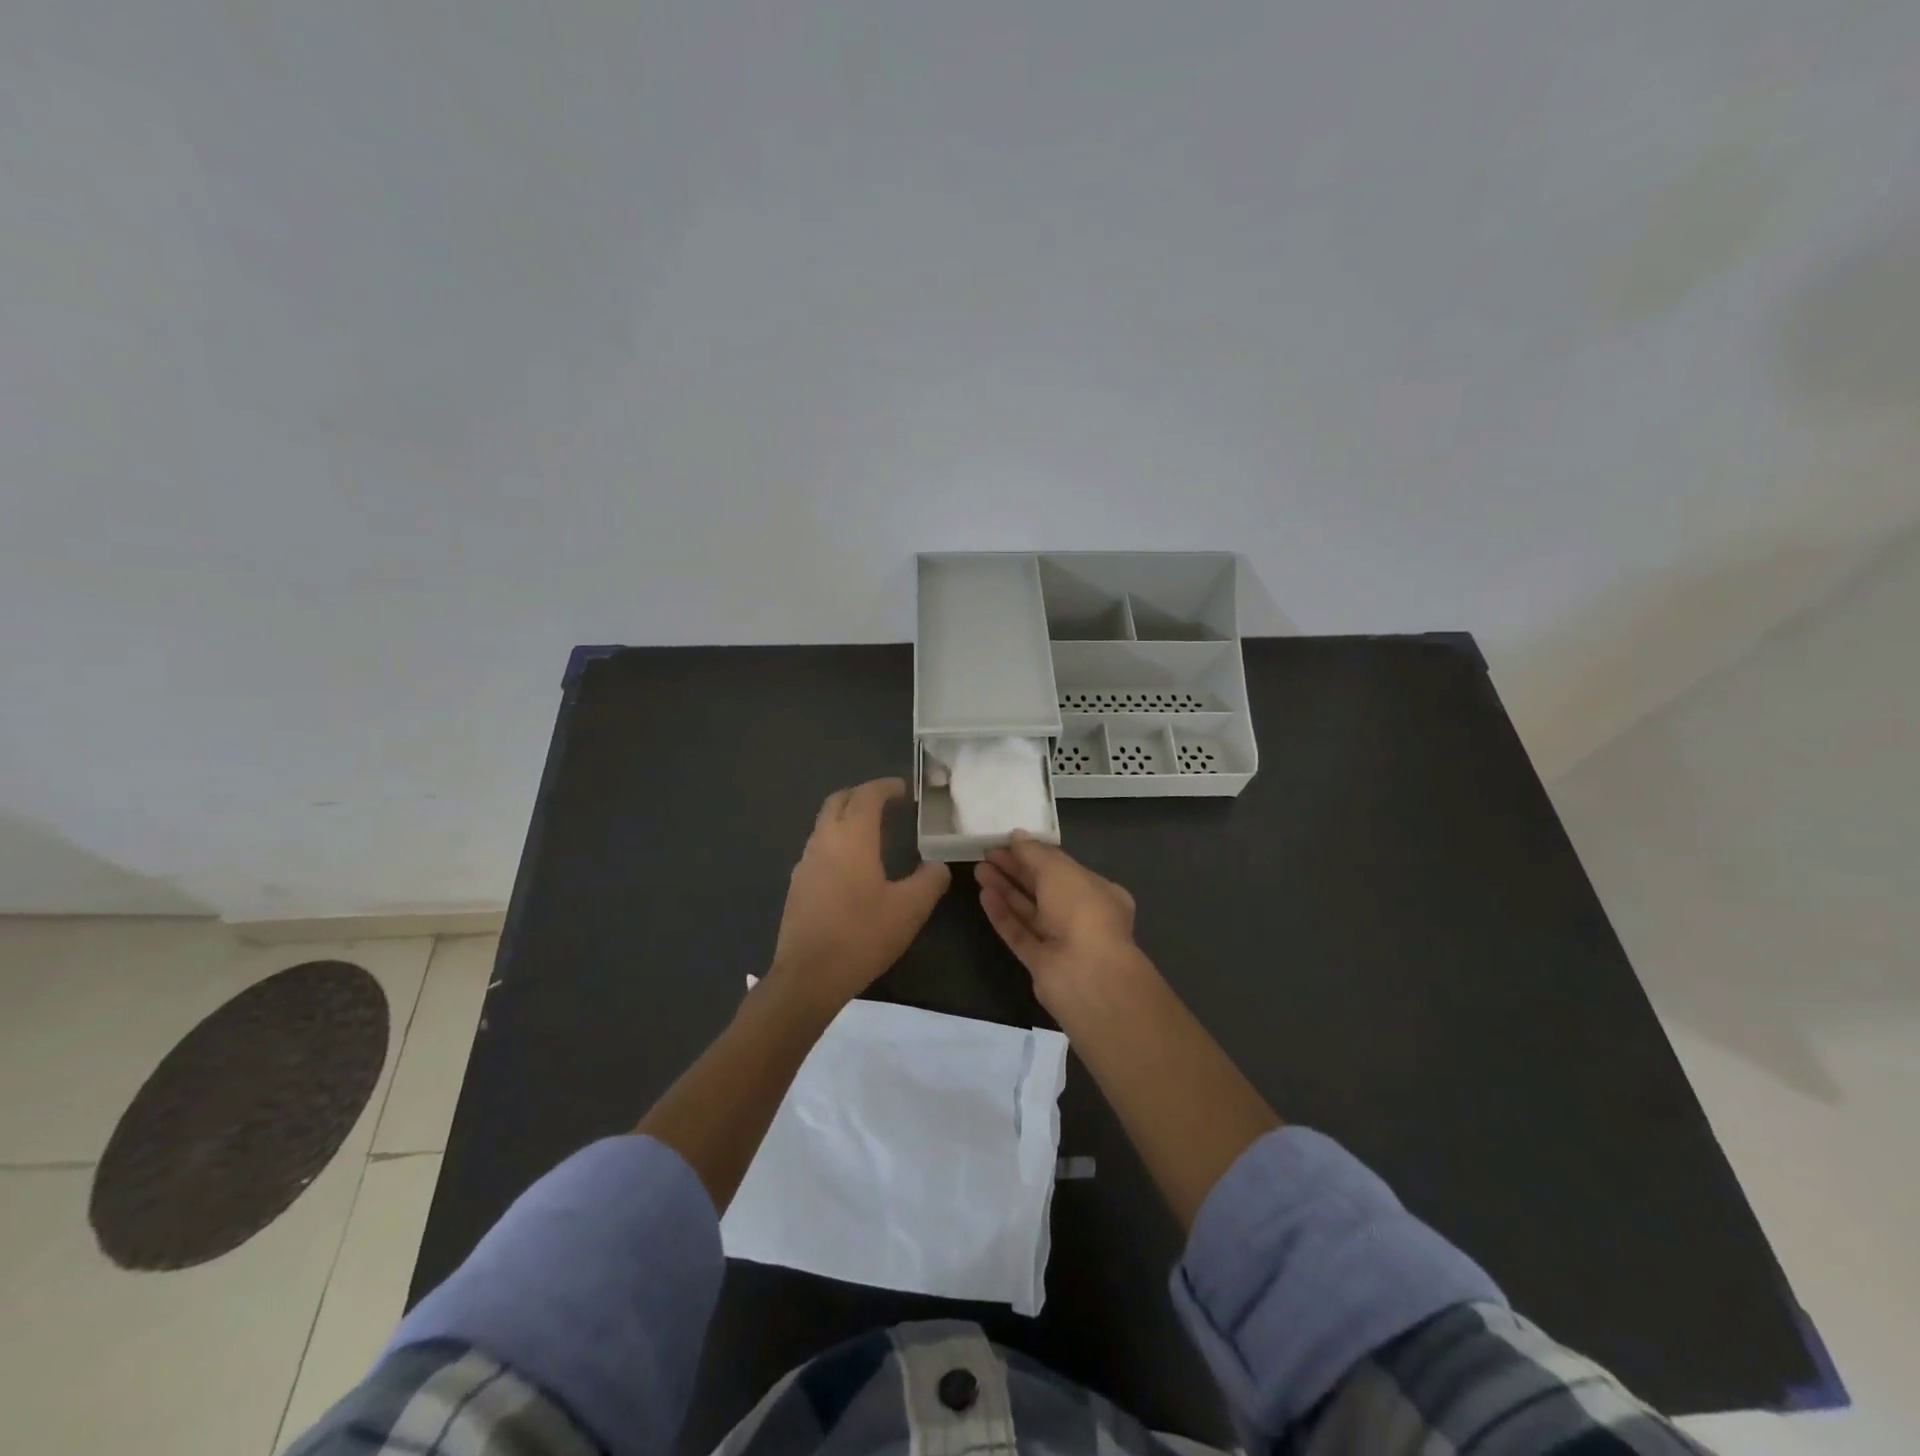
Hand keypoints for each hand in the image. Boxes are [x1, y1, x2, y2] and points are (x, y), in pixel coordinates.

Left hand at [770, 778, 951, 1008]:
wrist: (808, 976)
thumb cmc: (862, 935)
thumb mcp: (909, 910)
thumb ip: (929, 881)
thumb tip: (937, 866)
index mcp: (852, 837)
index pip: (867, 795)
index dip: (886, 787)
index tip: (904, 790)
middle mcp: (824, 840)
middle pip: (839, 801)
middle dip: (862, 795)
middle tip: (887, 805)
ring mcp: (805, 862)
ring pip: (825, 824)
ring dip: (847, 819)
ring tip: (873, 835)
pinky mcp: (797, 885)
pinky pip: (818, 848)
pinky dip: (837, 842)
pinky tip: (852, 868)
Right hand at [977, 832, 1146, 1008]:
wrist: (1086, 974)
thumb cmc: (1081, 910)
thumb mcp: (1058, 869)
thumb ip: (1034, 852)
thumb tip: (1017, 836)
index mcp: (1099, 891)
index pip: (1063, 868)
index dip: (1036, 854)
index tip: (1009, 843)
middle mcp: (1083, 916)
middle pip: (1043, 888)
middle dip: (1016, 870)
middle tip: (987, 853)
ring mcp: (1061, 942)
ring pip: (1029, 911)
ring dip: (1005, 889)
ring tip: (979, 870)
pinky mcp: (1041, 963)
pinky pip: (1020, 933)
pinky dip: (1003, 915)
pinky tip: (984, 895)